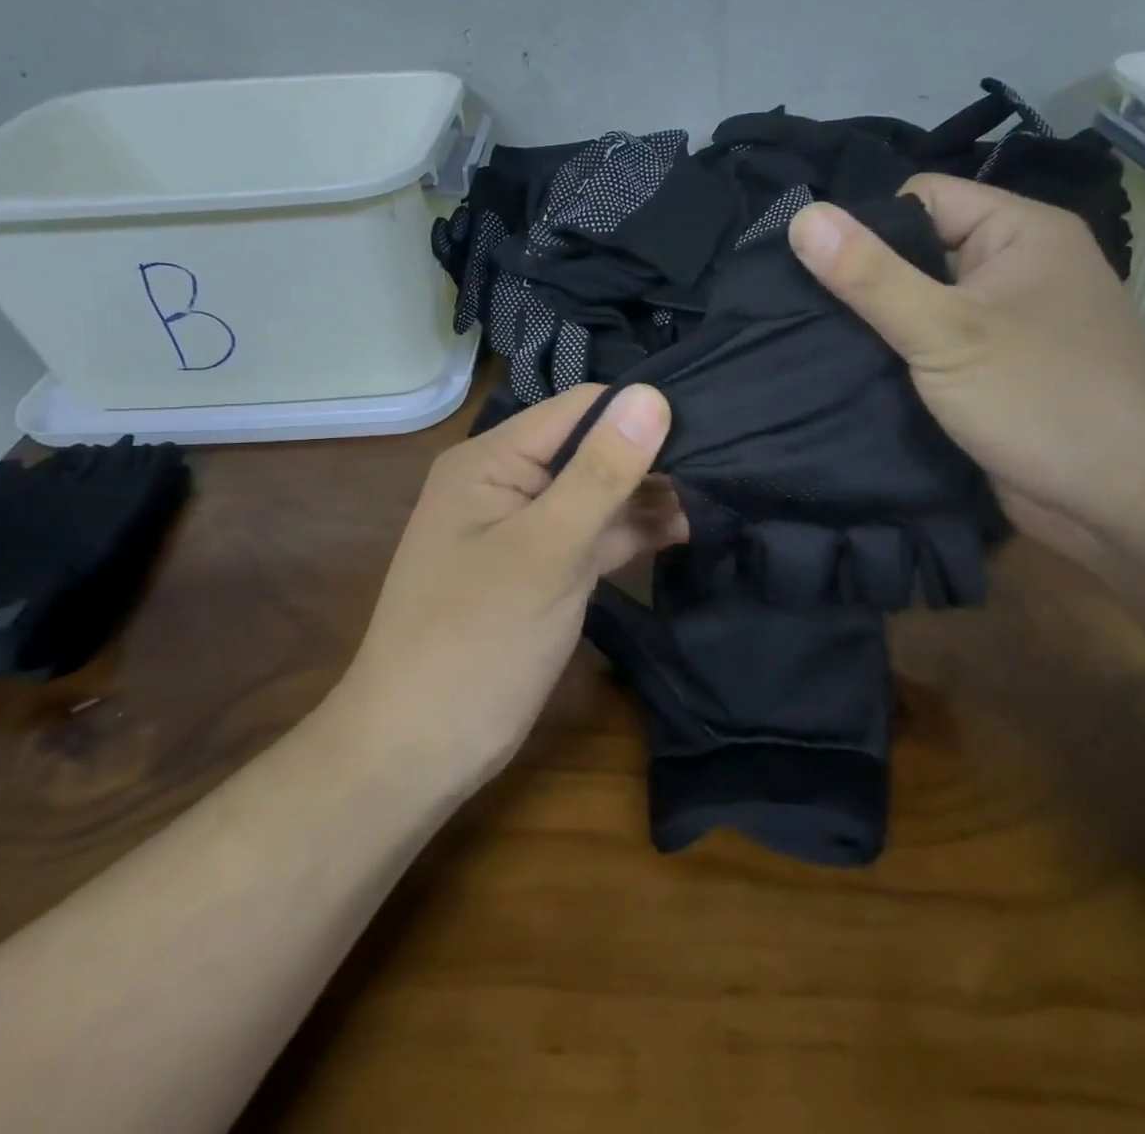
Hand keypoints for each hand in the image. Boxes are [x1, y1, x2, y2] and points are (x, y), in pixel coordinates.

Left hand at [337, 384, 679, 793]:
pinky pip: (594, 534)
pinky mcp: (543, 568)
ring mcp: (526, 527)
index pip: (580, 409)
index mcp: (492, 460)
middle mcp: (507, 482)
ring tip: (716, 499)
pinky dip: (632, 532)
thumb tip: (653, 395)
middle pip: (592, 449)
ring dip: (648, 497)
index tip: (708, 430)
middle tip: (724, 466)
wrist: (420, 750)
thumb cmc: (477, 641)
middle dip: (650, 458)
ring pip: (598, 494)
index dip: (639, 414)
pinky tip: (683, 531)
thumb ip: (600, 473)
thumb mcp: (547, 550)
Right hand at [788, 175, 1144, 561]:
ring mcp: (1011, 323)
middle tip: (809, 316)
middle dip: (869, 282)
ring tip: (821, 346)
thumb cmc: (1040, 401)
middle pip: (922, 252)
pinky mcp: (998, 372)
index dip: (868, 227)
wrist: (1123, 505)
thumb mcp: (944, 332)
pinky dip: (903, 359)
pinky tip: (858, 376)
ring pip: (926, 305)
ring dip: (882, 327)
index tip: (820, 272)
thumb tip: (802, 217)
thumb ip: (871, 276)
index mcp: (1022, 233)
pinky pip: (938, 347)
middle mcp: (1019, 268)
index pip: (923, 198)